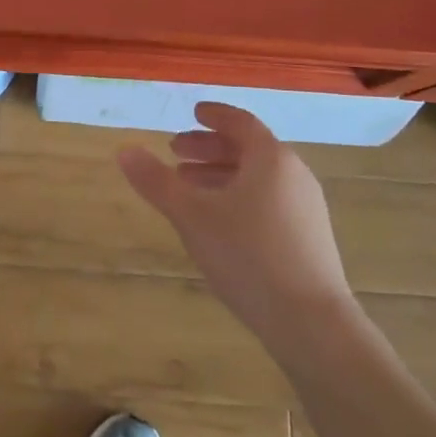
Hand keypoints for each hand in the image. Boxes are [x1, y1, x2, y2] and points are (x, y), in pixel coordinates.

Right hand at [118, 102, 354, 345]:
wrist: (311, 323)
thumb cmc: (248, 255)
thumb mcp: (191, 215)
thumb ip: (156, 181)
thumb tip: (124, 150)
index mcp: (271, 158)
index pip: (241, 122)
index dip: (215, 115)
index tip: (193, 112)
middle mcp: (294, 175)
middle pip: (249, 149)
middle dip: (210, 148)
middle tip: (175, 152)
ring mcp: (306, 208)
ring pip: (258, 178)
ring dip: (221, 174)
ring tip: (188, 188)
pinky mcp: (309, 238)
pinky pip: (268, 200)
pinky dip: (239, 196)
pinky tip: (218, 222)